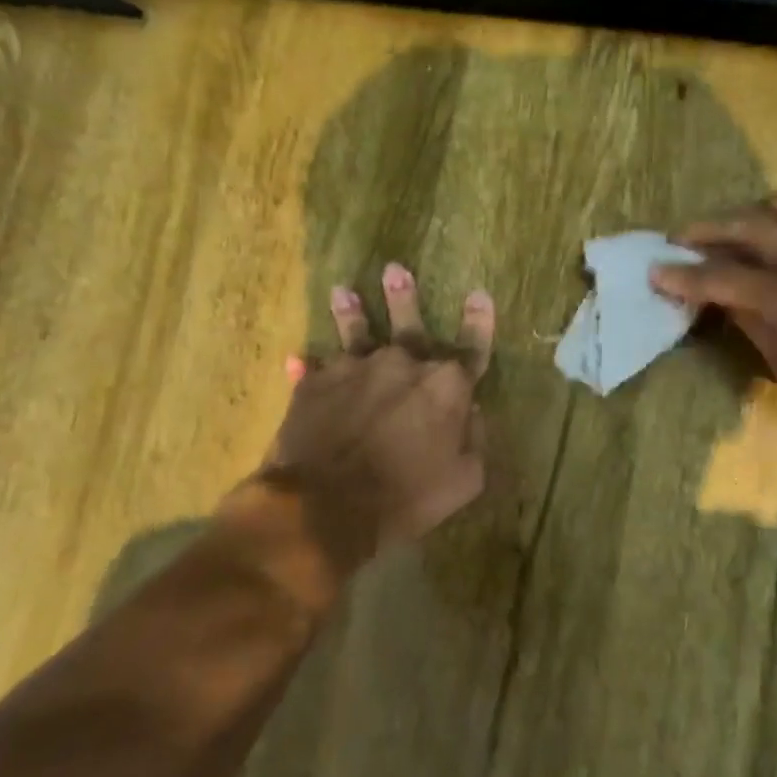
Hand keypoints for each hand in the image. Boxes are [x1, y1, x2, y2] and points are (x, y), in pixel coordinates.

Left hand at [262, 264, 495, 572]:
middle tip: (395, 269)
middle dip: (404, 296)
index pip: (473, 346)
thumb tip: (473, 411)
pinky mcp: (316, 383)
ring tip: (343, 291)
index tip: (479, 294)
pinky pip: (314, 370)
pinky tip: (296, 360)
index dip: (480, 321)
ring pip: (356, 332)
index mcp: (446, 385)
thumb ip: (475, 439)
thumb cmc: (406, 497)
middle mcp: (404, 364)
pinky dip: (308, 368)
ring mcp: (356, 368)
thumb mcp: (464, 480)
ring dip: (351, 311)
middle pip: (409, 323)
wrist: (327, 507)